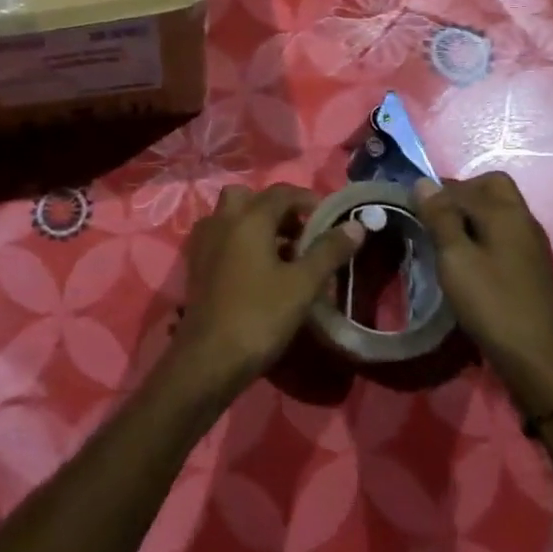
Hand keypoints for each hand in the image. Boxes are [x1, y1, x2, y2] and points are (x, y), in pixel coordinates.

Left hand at [169, 184, 364, 394]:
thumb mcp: (303, 284)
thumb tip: (356, 225)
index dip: (309, 201)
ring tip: (282, 254)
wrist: (209, 358)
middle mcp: (222, 220)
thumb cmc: (260, 315)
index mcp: (249, 218)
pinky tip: (257, 270)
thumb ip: (329, 251)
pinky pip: (221, 237)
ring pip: (232, 216)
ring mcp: (204, 242)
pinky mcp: (196, 264)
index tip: (330, 219)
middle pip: (250, 197)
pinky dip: (239, 241)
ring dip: (256, 224)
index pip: (282, 193)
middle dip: (277, 209)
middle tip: (300, 233)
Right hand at [415, 173, 552, 409]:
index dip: (436, 192)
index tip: (412, 208)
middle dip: (460, 194)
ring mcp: (531, 244)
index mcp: (505, 212)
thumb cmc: (492, 304)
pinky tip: (467, 260)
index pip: (465, 185)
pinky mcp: (532, 266)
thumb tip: (424, 181)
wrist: (540, 361)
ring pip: (499, 210)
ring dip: (471, 215)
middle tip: (434, 218)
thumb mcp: (455, 258)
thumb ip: (440, 217)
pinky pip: (504, 233)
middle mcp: (523, 219)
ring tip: (445, 240)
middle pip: (492, 188)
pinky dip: (483, 234)